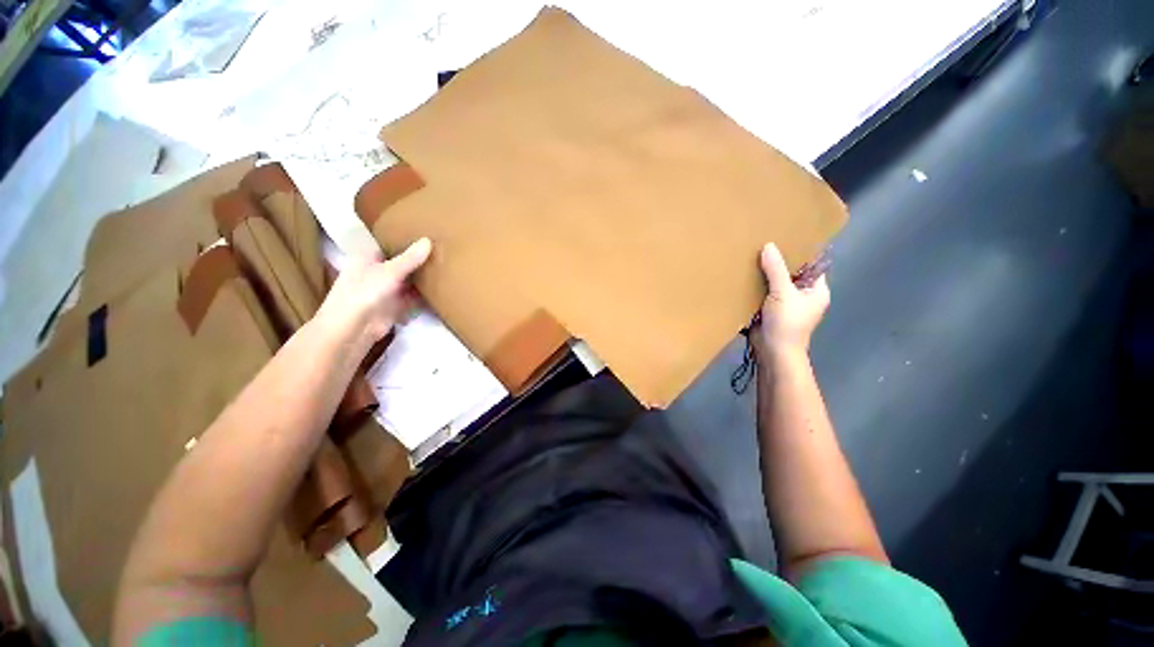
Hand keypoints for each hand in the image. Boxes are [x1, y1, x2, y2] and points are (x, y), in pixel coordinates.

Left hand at [315, 238, 432, 351]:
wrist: (354, 329)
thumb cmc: (363, 293)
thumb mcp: (389, 271)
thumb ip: (410, 258)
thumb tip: (428, 240)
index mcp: (368, 258)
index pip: (387, 244)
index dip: (404, 239)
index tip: (425, 232)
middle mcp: (377, 272)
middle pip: (401, 263)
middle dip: (418, 259)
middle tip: (443, 249)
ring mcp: (387, 290)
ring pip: (409, 280)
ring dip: (423, 277)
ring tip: (447, 266)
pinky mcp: (396, 306)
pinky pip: (414, 297)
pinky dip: (425, 295)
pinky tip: (442, 288)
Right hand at [754, 243, 829, 356]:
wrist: (773, 351)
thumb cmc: (787, 322)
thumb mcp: (783, 293)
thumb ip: (776, 269)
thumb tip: (768, 245)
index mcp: (816, 290)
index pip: (812, 265)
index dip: (801, 252)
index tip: (785, 238)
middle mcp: (802, 295)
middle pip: (791, 273)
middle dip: (778, 262)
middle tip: (763, 244)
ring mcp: (785, 304)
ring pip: (775, 283)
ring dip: (764, 274)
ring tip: (751, 256)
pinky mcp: (769, 310)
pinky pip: (763, 293)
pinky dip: (756, 286)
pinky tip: (744, 276)